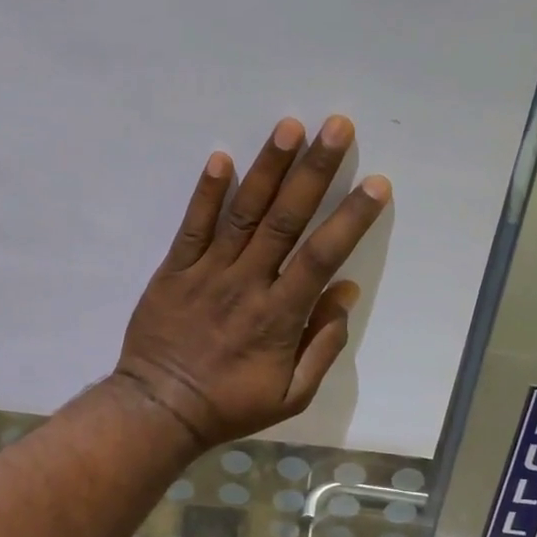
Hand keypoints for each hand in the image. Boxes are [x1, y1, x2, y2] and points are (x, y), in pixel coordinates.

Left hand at [114, 116, 390, 447]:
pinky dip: (206, 193)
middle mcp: (247, 283)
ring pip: (243, 213)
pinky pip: (192, 226)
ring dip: (267, 168)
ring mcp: (207, 272)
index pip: (321, 255)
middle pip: (285, 219)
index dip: (351, 218)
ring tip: (289, 127)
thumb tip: (345, 291)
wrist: (160, 409)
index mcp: (279, 315)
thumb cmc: (229, 405)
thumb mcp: (291, 395)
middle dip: (314, 171)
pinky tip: (220, 158)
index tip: (376, 183)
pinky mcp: (174, 269)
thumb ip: (323, 345)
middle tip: (337, 127)